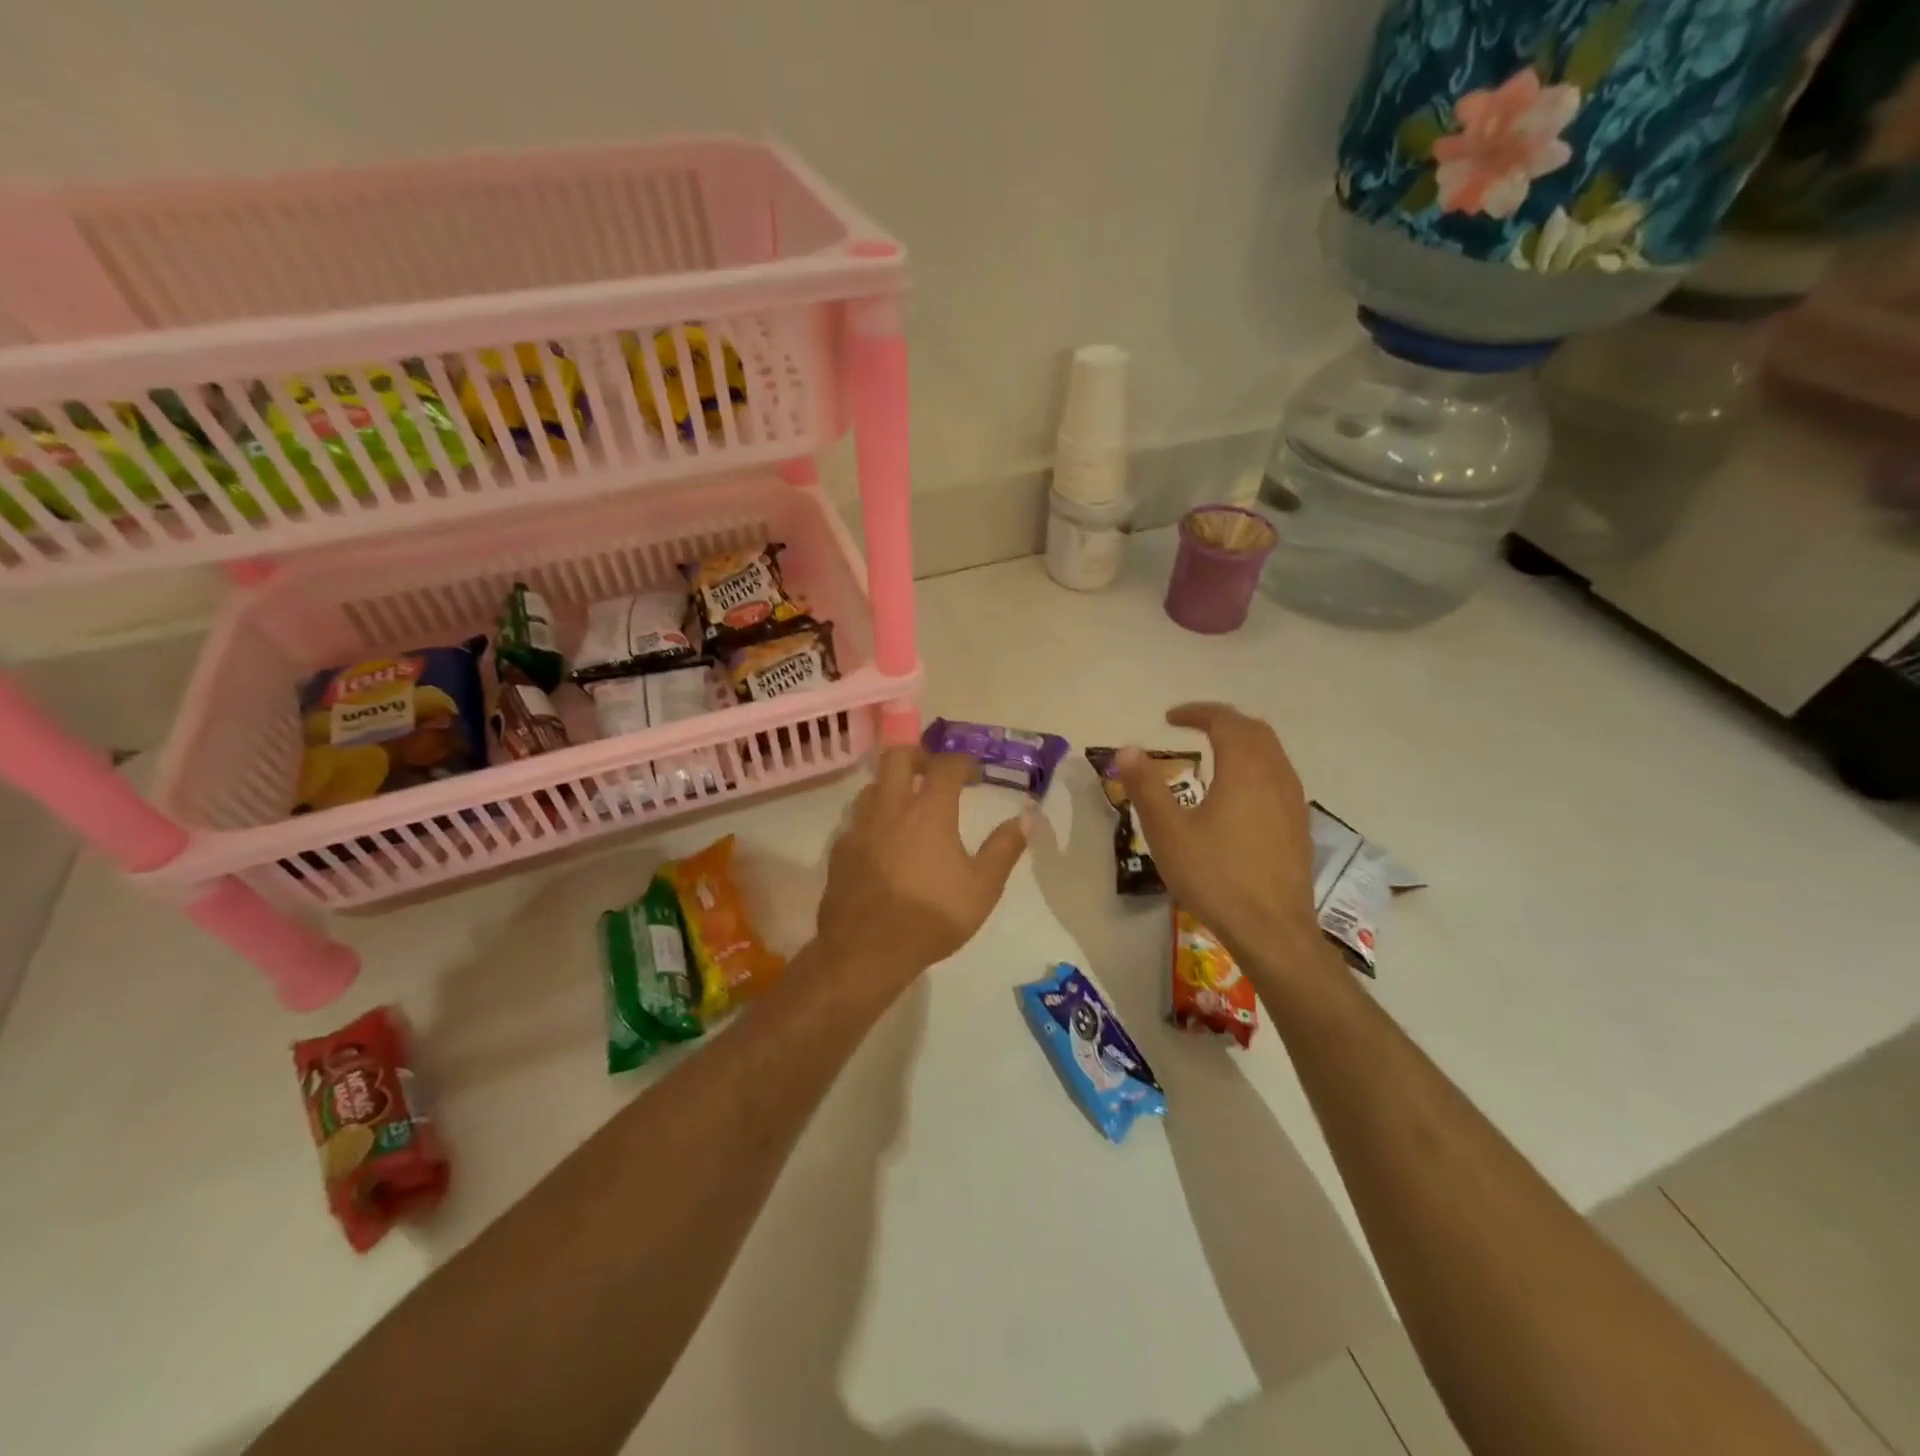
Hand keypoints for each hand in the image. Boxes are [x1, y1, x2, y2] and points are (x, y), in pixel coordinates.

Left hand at [816, 748, 1031, 989]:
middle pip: (898, 756)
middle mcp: (891, 807)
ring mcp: (860, 826)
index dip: (963, 762)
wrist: (865, 950)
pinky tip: (882, 841)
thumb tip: (1026, 818)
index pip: (946, 765)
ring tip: (908, 806)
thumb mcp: (982, 888)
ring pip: (873, 785)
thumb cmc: (931, 917)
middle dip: (919, 755)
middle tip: (934, 773)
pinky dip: (873, 818)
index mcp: (929, 811)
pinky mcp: (840, 848)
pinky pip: (856, 818)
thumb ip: (1004, 849)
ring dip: (892, 785)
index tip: (975, 774)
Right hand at [1115, 704, 1324, 963]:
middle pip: (1254, 731)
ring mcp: (1293, 802)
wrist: (1272, 930)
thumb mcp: (1168, 832)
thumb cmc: (1215, 877)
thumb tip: (1127, 749)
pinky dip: (1256, 766)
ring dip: (1243, 742)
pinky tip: (1238, 793)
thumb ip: (1146, 787)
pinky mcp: (1298, 826)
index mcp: (1245, 770)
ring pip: (1272, 753)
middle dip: (1222, 721)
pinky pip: (1279, 777)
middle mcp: (1276, 776)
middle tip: (1191, 726)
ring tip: (1214, 752)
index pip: (1225, 721)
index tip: (1169, 718)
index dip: (1197, 712)